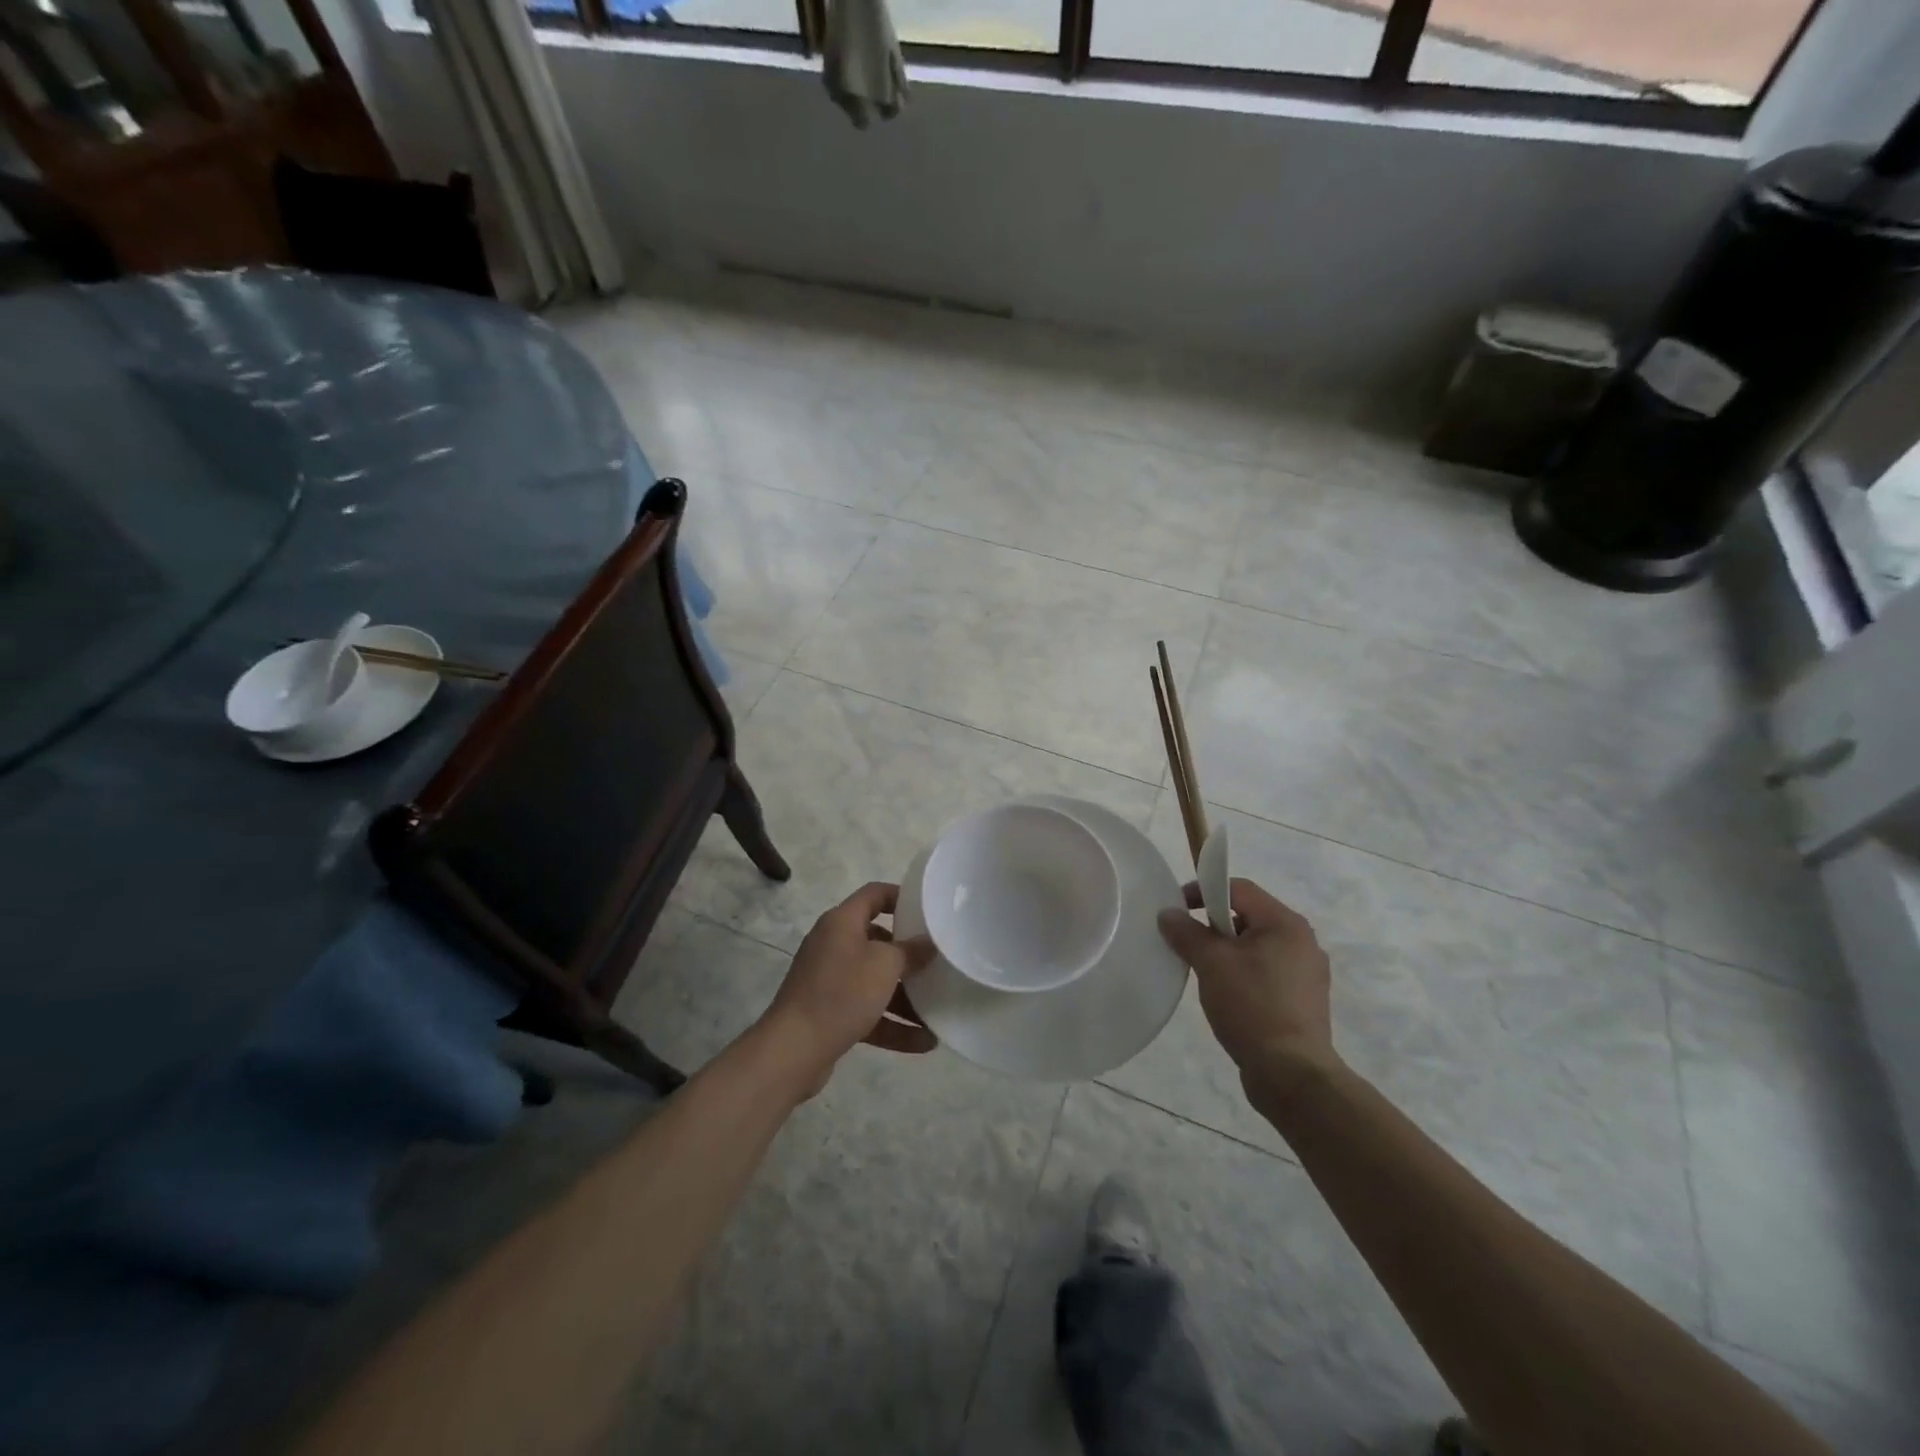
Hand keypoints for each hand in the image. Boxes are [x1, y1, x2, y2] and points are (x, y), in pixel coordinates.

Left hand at [757, 882, 937, 1099]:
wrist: (793, 1050)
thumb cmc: (842, 992)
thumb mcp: (884, 965)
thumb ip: (910, 951)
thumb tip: (926, 943)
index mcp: (841, 922)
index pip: (874, 894)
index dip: (901, 896)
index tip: (929, 910)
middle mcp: (833, 945)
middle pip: (877, 940)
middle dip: (908, 956)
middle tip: (936, 962)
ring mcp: (829, 980)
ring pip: (874, 981)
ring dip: (905, 997)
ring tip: (937, 1012)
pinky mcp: (829, 1013)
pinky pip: (867, 1011)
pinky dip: (892, 1024)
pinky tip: (924, 1042)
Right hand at [1157, 878, 1337, 1099]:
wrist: (1292, 1074)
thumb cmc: (1252, 1006)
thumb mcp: (1211, 963)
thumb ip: (1186, 932)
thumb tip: (1168, 914)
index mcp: (1285, 923)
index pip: (1238, 889)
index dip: (1203, 891)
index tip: (1177, 910)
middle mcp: (1302, 941)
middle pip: (1248, 917)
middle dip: (1214, 925)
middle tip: (1189, 945)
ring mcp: (1307, 973)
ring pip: (1256, 947)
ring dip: (1227, 952)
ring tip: (1205, 974)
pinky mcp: (1303, 1001)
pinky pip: (1266, 972)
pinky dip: (1243, 974)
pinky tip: (1227, 996)